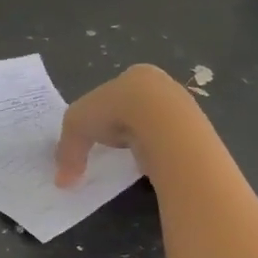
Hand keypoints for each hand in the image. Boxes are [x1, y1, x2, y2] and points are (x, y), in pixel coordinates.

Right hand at [55, 63, 202, 185]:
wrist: (164, 125)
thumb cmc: (115, 111)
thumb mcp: (76, 125)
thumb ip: (68, 151)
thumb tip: (62, 181)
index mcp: (135, 75)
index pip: (115, 92)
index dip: (103, 111)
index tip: (96, 132)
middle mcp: (162, 86)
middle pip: (137, 109)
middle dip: (125, 127)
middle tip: (112, 148)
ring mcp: (183, 109)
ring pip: (157, 127)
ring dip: (144, 142)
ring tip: (131, 160)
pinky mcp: (195, 133)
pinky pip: (171, 145)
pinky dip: (159, 155)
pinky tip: (151, 165)